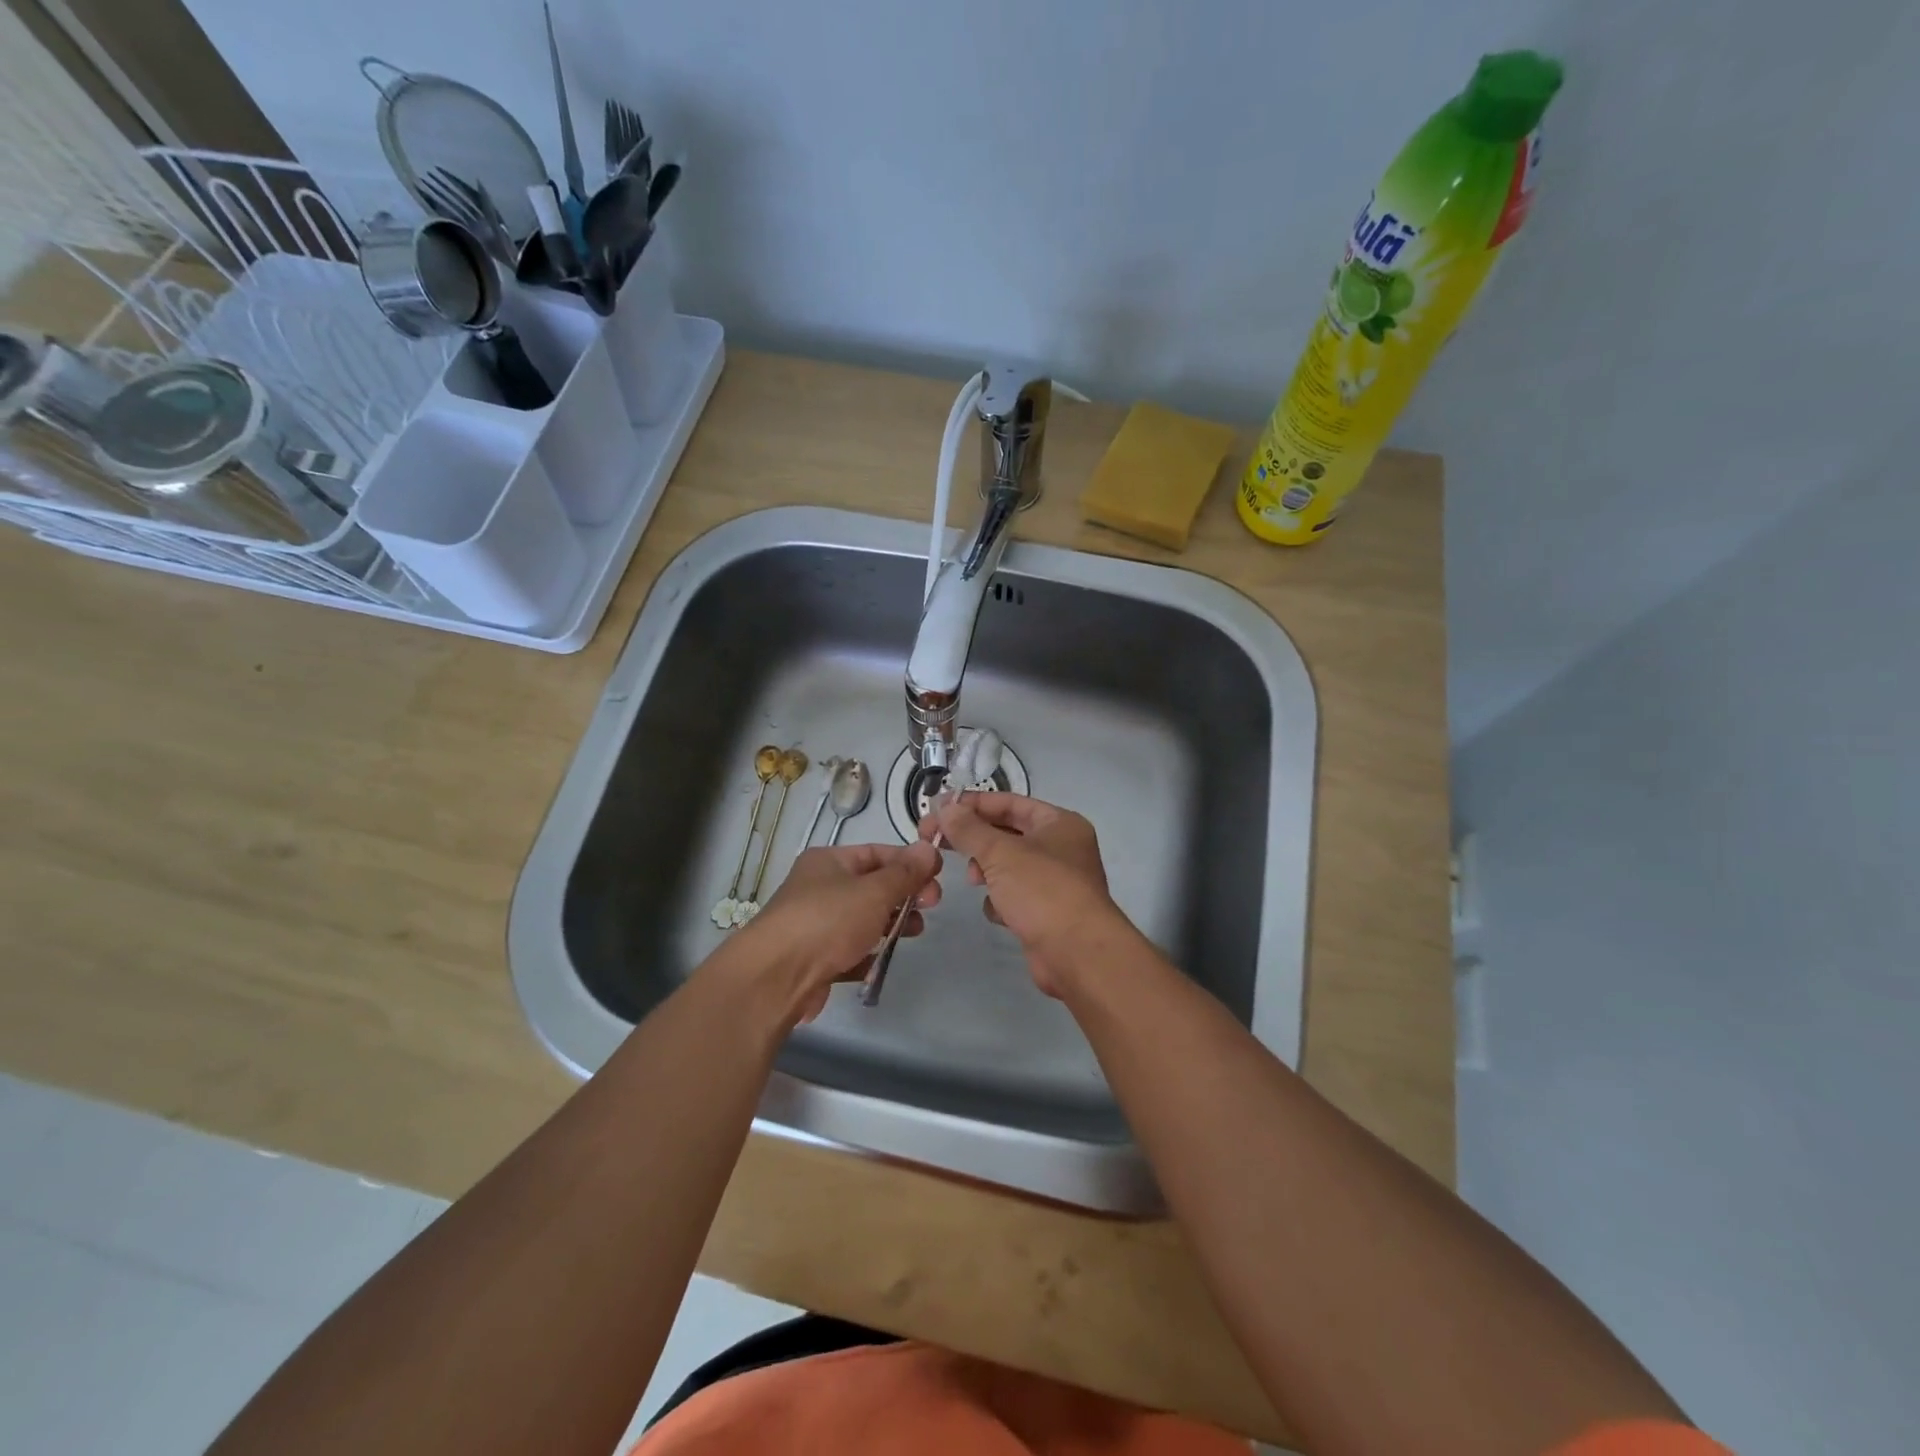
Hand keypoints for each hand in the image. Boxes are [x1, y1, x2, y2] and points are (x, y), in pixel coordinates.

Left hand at [733, 841, 942, 1022]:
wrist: (775, 977)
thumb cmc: (827, 921)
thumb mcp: (874, 891)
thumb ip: (905, 873)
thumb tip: (929, 848)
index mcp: (829, 862)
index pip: (877, 853)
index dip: (909, 862)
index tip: (938, 876)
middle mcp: (819, 888)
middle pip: (871, 886)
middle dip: (904, 894)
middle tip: (932, 905)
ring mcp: (815, 925)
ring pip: (862, 919)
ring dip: (891, 923)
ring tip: (915, 932)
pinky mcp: (814, 959)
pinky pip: (849, 951)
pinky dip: (868, 954)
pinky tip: (883, 960)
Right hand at [924, 793, 1123, 995]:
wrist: (1077, 954)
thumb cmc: (1043, 891)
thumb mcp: (1001, 853)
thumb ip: (969, 829)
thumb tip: (945, 808)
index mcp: (1059, 823)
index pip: (1010, 802)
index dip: (973, 804)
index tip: (939, 809)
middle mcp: (1061, 848)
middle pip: (1007, 833)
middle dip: (975, 838)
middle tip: (937, 841)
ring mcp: (1054, 882)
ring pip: (1008, 866)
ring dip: (986, 870)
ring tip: (973, 880)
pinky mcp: (1045, 913)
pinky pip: (1014, 896)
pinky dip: (1001, 901)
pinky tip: (997, 911)